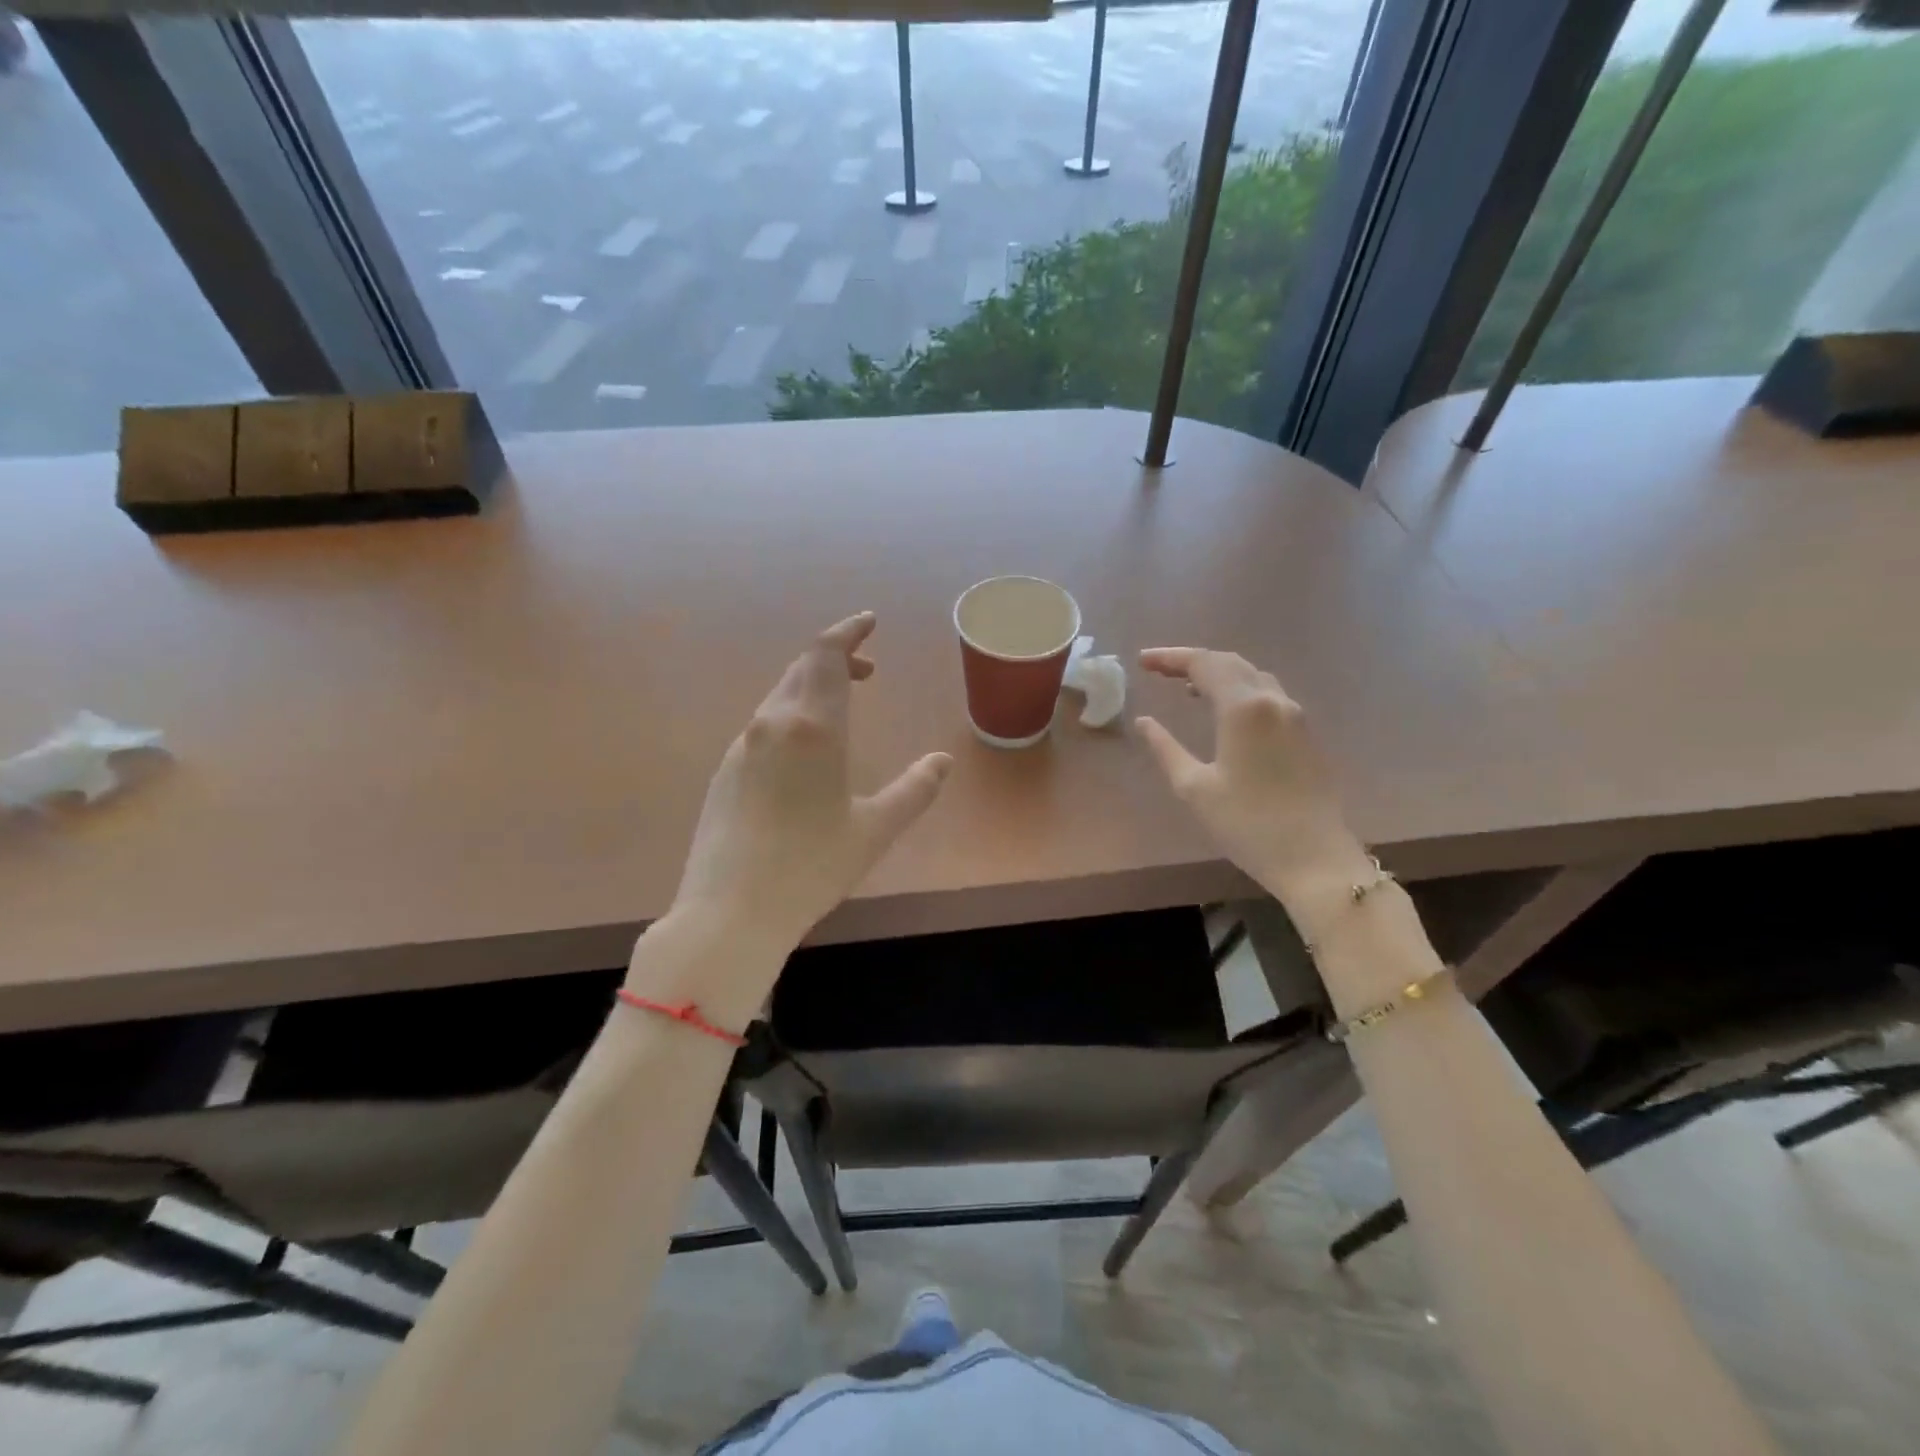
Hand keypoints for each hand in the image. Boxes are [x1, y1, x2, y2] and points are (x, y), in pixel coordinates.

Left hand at [671, 613, 952, 960]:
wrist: (729, 912)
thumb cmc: (811, 866)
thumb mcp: (876, 829)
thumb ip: (916, 789)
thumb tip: (943, 760)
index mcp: (812, 727)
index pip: (826, 655)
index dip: (848, 631)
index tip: (869, 622)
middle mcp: (772, 724)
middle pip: (801, 669)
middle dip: (835, 659)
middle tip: (866, 671)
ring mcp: (741, 747)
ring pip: (779, 697)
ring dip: (812, 688)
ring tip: (841, 708)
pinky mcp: (725, 772)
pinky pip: (764, 726)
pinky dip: (791, 717)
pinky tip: (804, 752)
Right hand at [1135, 648, 1368, 903]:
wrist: (1314, 859)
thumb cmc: (1247, 824)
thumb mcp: (1194, 787)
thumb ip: (1165, 748)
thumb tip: (1145, 721)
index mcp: (1244, 708)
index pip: (1203, 664)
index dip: (1170, 657)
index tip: (1141, 662)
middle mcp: (1273, 700)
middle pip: (1230, 663)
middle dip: (1192, 661)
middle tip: (1158, 669)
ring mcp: (1296, 715)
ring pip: (1252, 676)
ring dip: (1217, 674)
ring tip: (1186, 687)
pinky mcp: (1306, 734)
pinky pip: (1267, 695)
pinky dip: (1238, 690)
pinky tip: (1223, 710)